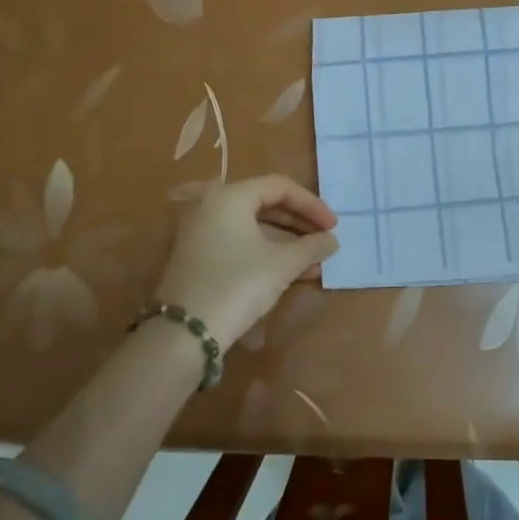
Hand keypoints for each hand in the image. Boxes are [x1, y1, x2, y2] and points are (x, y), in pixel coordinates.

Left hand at [152, 176, 339, 351]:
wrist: (185, 332)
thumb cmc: (238, 285)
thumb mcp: (282, 264)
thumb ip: (312, 246)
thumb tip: (331, 240)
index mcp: (230, 196)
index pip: (280, 187)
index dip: (312, 204)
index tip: (333, 226)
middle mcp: (211, 206)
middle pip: (265, 204)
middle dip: (300, 224)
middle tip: (324, 239)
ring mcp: (201, 232)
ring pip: (253, 227)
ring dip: (287, 242)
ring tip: (315, 262)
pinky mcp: (198, 256)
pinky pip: (240, 243)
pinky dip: (266, 252)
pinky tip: (292, 272)